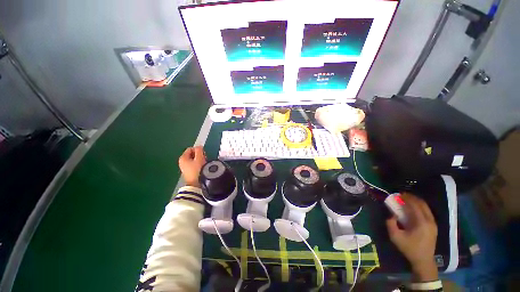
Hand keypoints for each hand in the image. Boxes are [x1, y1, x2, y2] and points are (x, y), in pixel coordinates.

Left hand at [178, 146, 206, 187]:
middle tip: (204, 159)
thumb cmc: (197, 170)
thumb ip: (199, 150)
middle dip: (199, 155)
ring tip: (203, 164)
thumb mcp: (199, 158)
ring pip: (193, 159)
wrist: (195, 184)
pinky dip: (198, 164)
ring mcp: (184, 167)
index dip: (198, 150)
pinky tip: (201, 167)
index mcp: (183, 157)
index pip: (191, 148)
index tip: (203, 154)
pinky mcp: (188, 171)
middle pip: (192, 154)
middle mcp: (182, 161)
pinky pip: (193, 164)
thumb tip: (199, 147)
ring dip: (199, 160)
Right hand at [386, 193, 438, 281]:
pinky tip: (413, 208)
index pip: (415, 205)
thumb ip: (390, 223)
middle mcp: (430, 221)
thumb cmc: (409, 248)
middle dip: (412, 198)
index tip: (398, 194)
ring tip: (407, 199)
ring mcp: (433, 223)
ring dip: (416, 201)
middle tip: (402, 195)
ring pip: (426, 207)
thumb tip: (392, 214)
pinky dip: (420, 207)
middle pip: (422, 204)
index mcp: (421, 223)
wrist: (423, 260)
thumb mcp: (395, 237)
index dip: (406, 198)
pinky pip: (427, 211)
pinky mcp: (434, 226)